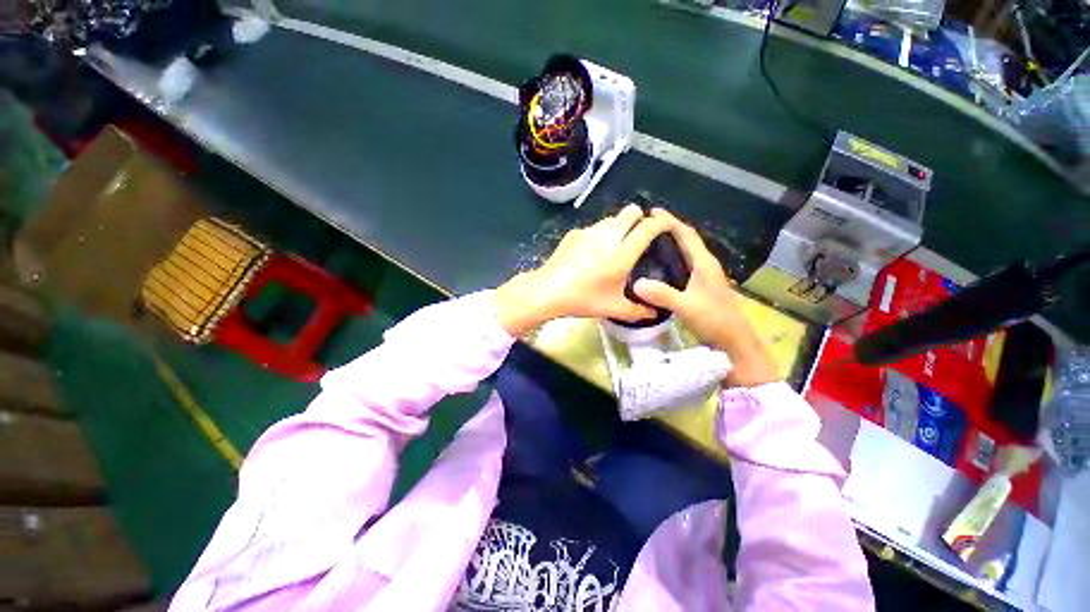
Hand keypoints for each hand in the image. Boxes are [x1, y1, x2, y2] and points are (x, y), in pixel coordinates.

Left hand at [496, 205, 669, 335]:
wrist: (547, 291)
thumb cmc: (583, 299)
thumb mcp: (614, 308)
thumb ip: (638, 310)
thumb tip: (654, 313)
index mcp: (622, 253)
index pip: (648, 227)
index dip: (661, 222)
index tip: (666, 227)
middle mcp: (608, 235)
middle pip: (630, 211)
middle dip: (640, 218)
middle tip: (639, 237)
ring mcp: (588, 231)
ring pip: (612, 218)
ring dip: (619, 226)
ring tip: (615, 247)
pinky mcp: (574, 233)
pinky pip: (594, 228)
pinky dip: (600, 235)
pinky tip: (591, 254)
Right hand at [632, 209, 779, 387]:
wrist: (735, 342)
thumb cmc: (715, 321)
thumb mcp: (687, 307)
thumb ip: (663, 295)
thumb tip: (636, 283)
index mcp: (704, 264)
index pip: (687, 235)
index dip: (671, 222)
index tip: (653, 212)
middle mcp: (705, 266)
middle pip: (686, 241)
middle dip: (667, 231)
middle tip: (644, 228)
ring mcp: (703, 277)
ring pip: (684, 254)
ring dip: (669, 246)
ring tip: (647, 245)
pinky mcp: (700, 288)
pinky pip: (682, 267)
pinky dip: (669, 262)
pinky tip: (657, 269)